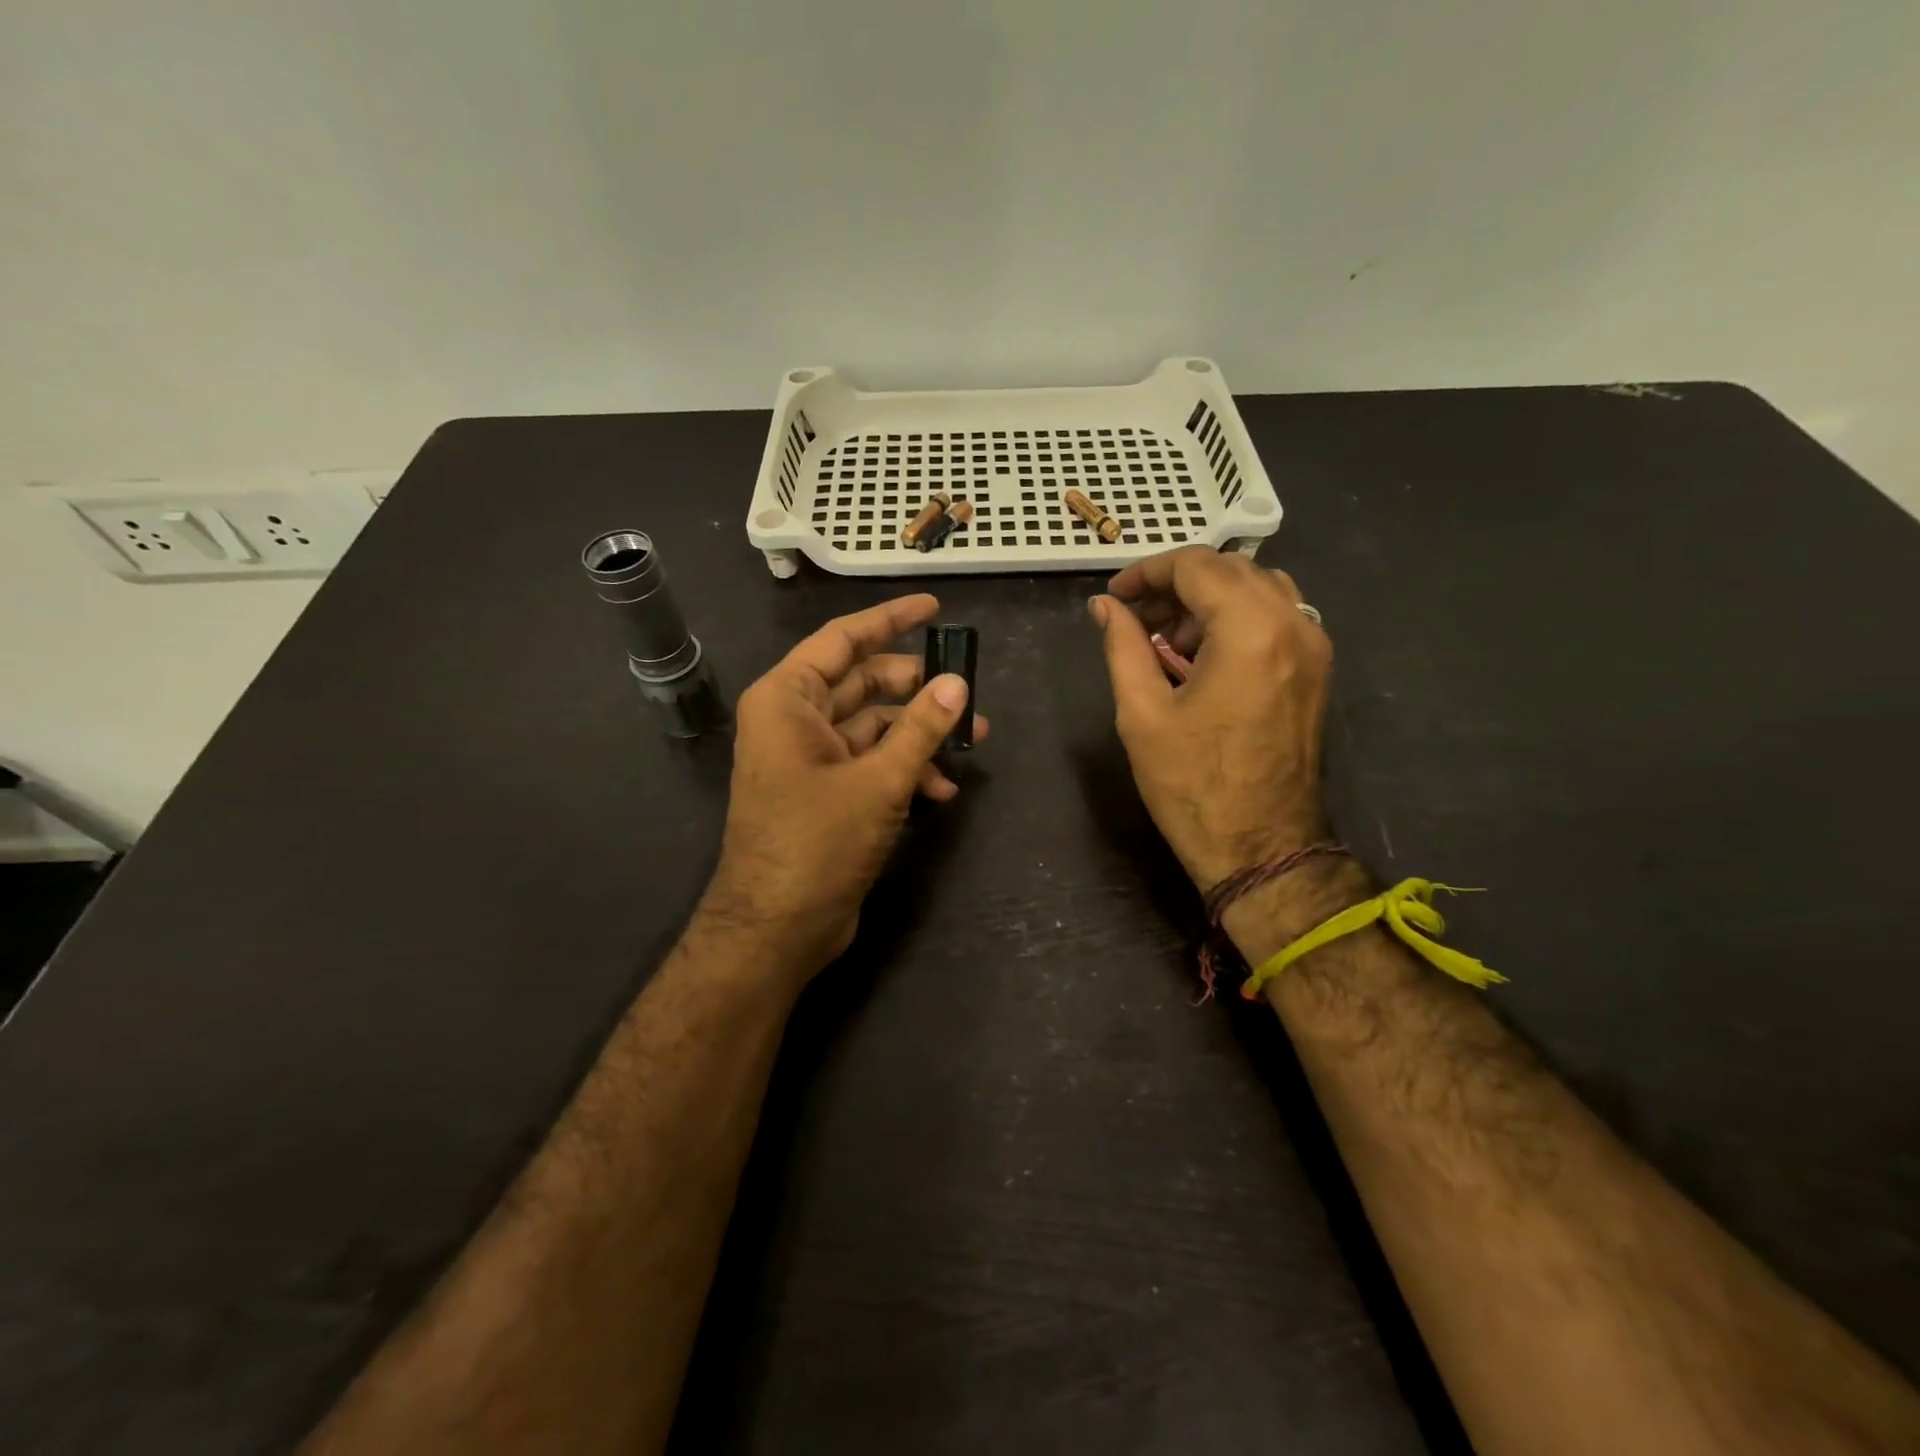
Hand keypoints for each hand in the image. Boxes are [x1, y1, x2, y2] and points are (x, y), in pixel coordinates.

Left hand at [702, 595, 988, 977]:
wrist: (777, 928)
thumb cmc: (817, 842)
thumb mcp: (878, 780)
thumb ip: (921, 728)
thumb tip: (958, 683)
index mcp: (788, 699)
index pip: (843, 639)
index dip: (890, 619)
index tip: (934, 608)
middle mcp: (794, 720)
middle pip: (863, 682)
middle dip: (918, 688)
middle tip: (967, 692)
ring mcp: (809, 758)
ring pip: (873, 725)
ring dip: (919, 734)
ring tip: (973, 743)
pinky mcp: (826, 792)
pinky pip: (870, 762)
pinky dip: (904, 768)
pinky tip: (942, 789)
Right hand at [1089, 548, 1331, 892]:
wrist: (1261, 847)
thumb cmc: (1192, 784)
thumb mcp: (1142, 713)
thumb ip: (1123, 646)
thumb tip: (1104, 606)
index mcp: (1250, 630)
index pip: (1196, 566)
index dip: (1147, 572)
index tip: (1115, 597)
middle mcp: (1293, 624)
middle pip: (1230, 569)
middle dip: (1177, 584)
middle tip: (1135, 617)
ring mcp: (1314, 646)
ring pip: (1258, 588)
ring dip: (1208, 598)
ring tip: (1167, 637)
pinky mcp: (1316, 670)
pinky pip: (1277, 617)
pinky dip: (1236, 617)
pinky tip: (1203, 655)